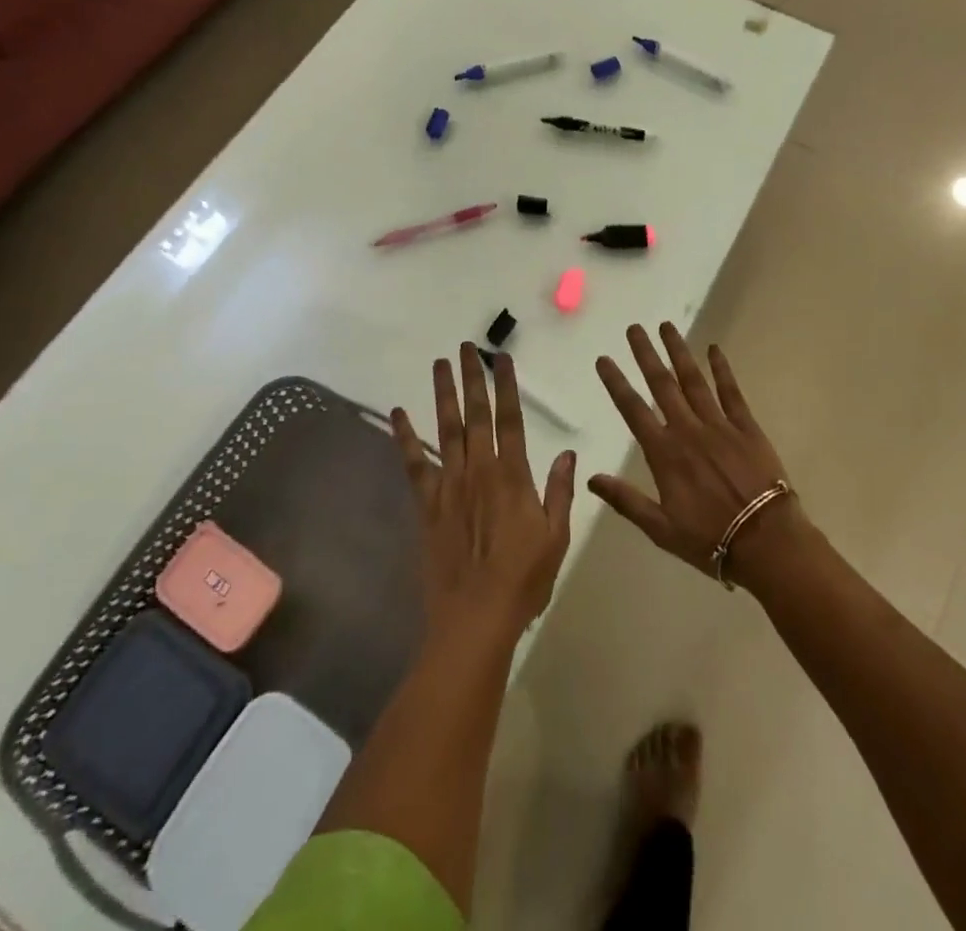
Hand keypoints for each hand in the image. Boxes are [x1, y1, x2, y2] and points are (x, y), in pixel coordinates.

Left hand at [391, 344, 577, 643]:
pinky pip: (414, 464)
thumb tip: (568, 452)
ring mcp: (449, 485)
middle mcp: (479, 470)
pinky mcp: (427, 504)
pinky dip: (405, 437)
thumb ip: (560, 491)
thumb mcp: (556, 537)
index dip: (507, 386)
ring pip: (446, 429)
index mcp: (513, 476)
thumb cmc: (523, 579)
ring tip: (440, 364)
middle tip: (466, 347)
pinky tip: (398, 414)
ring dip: (443, 394)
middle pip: (475, 414)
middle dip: (472, 378)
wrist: (475, 617)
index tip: (502, 359)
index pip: (511, 419)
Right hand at [589, 323, 800, 582]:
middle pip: (662, 385)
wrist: (767, 542)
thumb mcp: (660, 528)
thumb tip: (591, 477)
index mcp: (665, 453)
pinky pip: (731, 392)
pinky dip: (722, 369)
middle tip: (634, 328)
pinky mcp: (746, 427)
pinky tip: (714, 349)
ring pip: (694, 380)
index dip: (616, 382)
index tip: (604, 359)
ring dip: (679, 352)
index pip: (633, 409)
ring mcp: (719, 425)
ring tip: (666, 326)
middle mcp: (688, 430)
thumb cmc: (710, 539)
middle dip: (646, 354)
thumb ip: (626, 500)